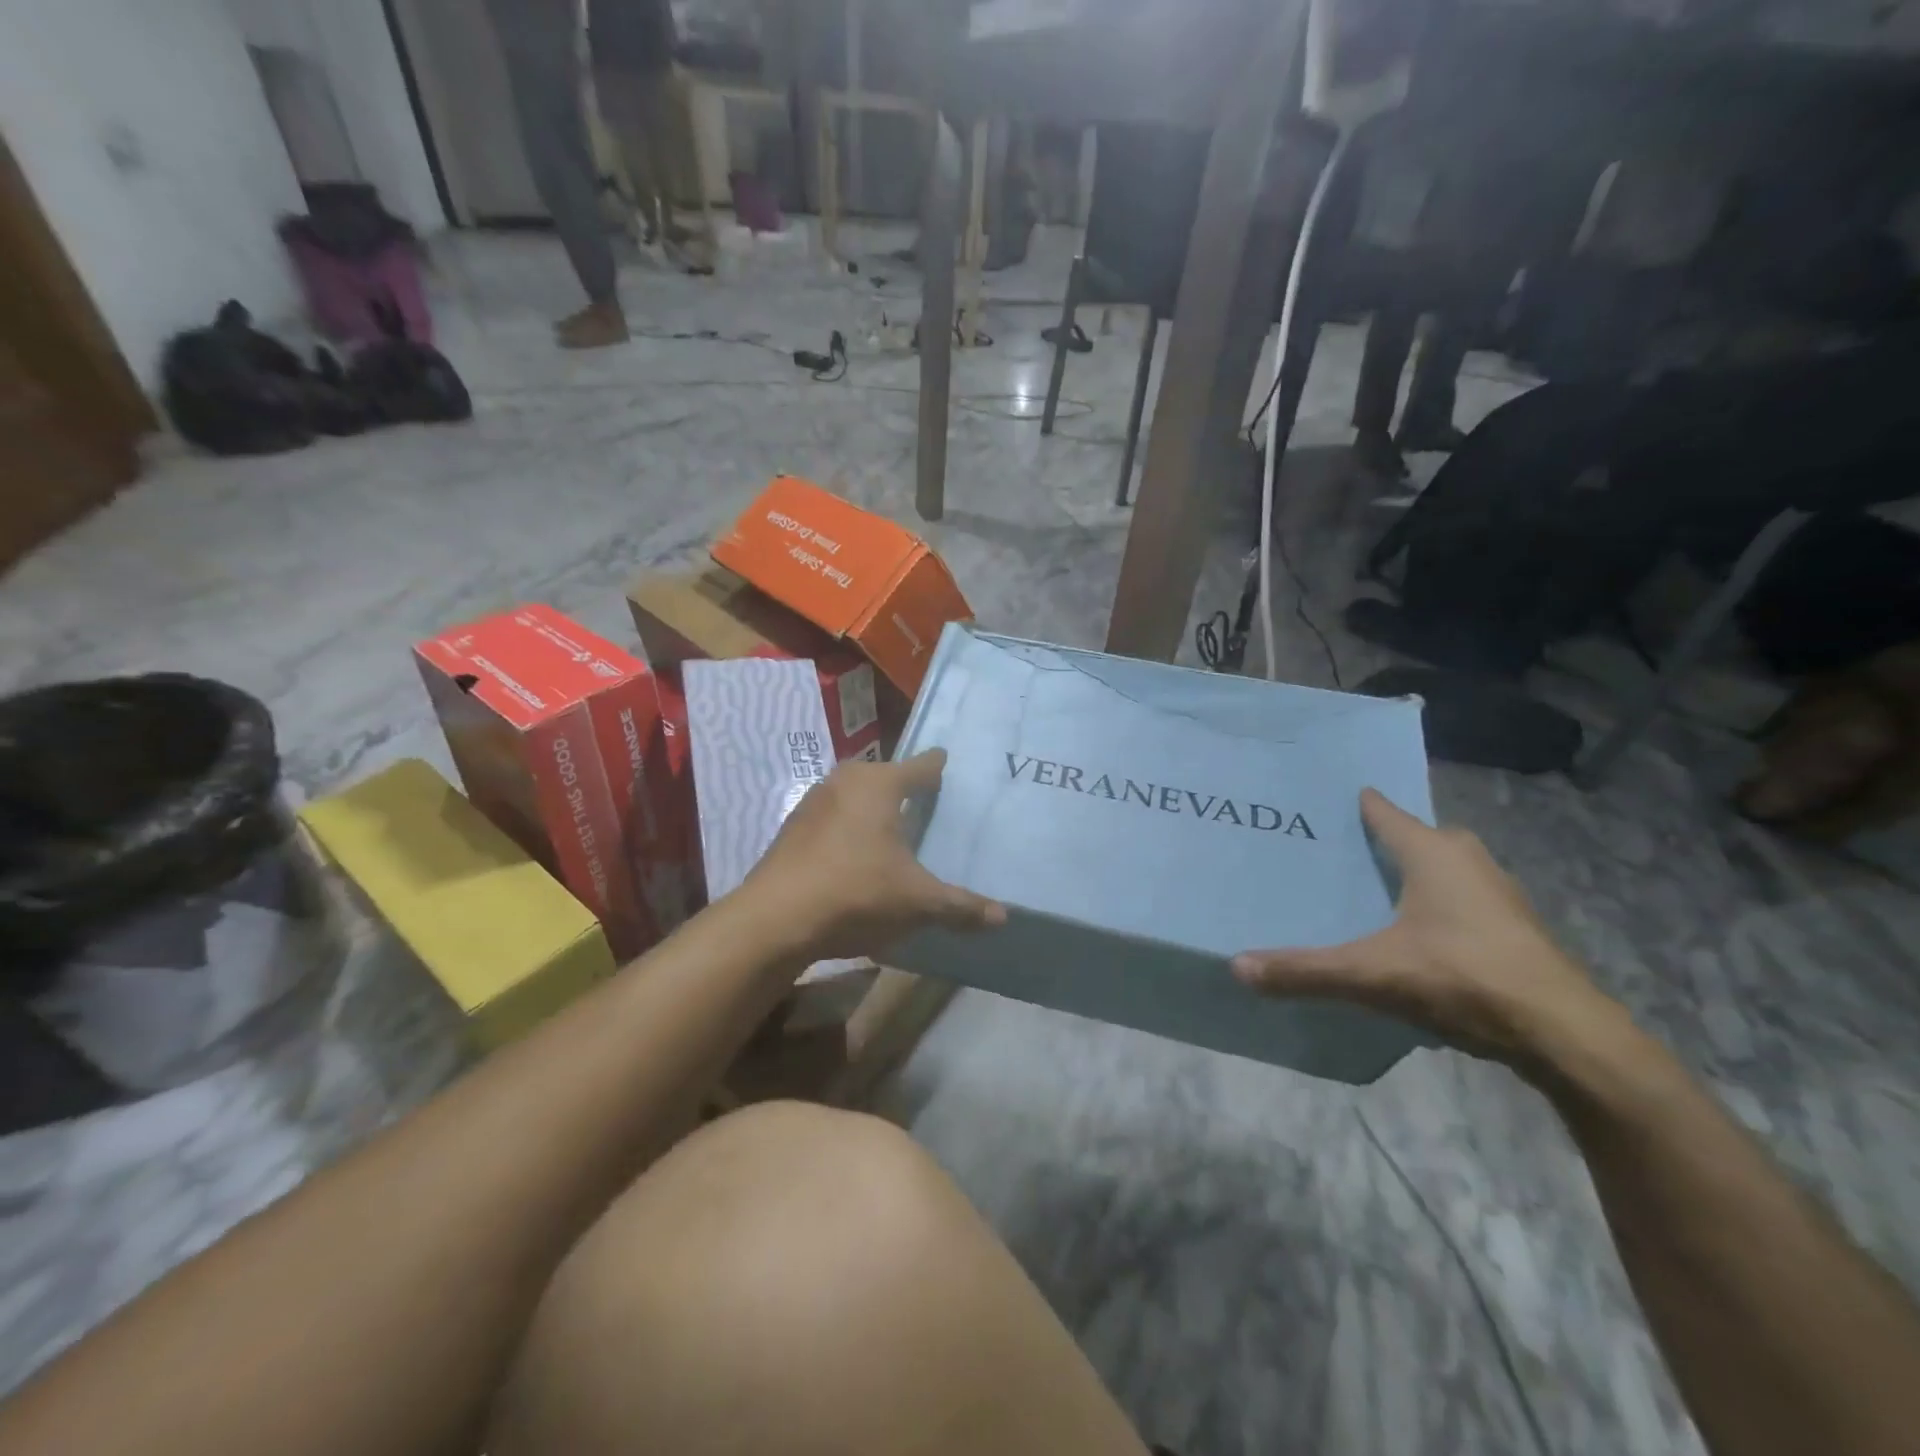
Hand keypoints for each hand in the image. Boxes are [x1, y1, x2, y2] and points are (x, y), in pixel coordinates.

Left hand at [741, 750, 1005, 960]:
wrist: (774, 919)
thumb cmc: (856, 893)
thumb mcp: (917, 902)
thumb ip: (961, 906)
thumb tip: (1003, 917)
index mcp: (879, 784)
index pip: (921, 765)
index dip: (938, 765)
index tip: (949, 762)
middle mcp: (845, 781)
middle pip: (885, 776)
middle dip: (906, 787)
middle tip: (931, 802)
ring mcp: (813, 802)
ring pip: (855, 796)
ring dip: (873, 808)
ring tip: (895, 829)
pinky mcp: (793, 828)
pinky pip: (834, 818)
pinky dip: (849, 828)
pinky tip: (856, 855)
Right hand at [1231, 789, 1617, 1065]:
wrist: (1566, 1035)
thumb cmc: (1463, 978)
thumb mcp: (1372, 975)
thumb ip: (1305, 970)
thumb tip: (1237, 966)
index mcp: (1432, 852)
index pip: (1382, 811)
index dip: (1352, 804)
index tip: (1317, 803)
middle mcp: (1466, 858)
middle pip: (1413, 836)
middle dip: (1377, 840)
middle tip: (1331, 851)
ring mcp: (1497, 892)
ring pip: (1441, 867)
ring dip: (1408, 873)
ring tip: (1364, 888)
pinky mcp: (1513, 926)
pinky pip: (1458, 897)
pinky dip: (1431, 901)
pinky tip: (1410, 930)